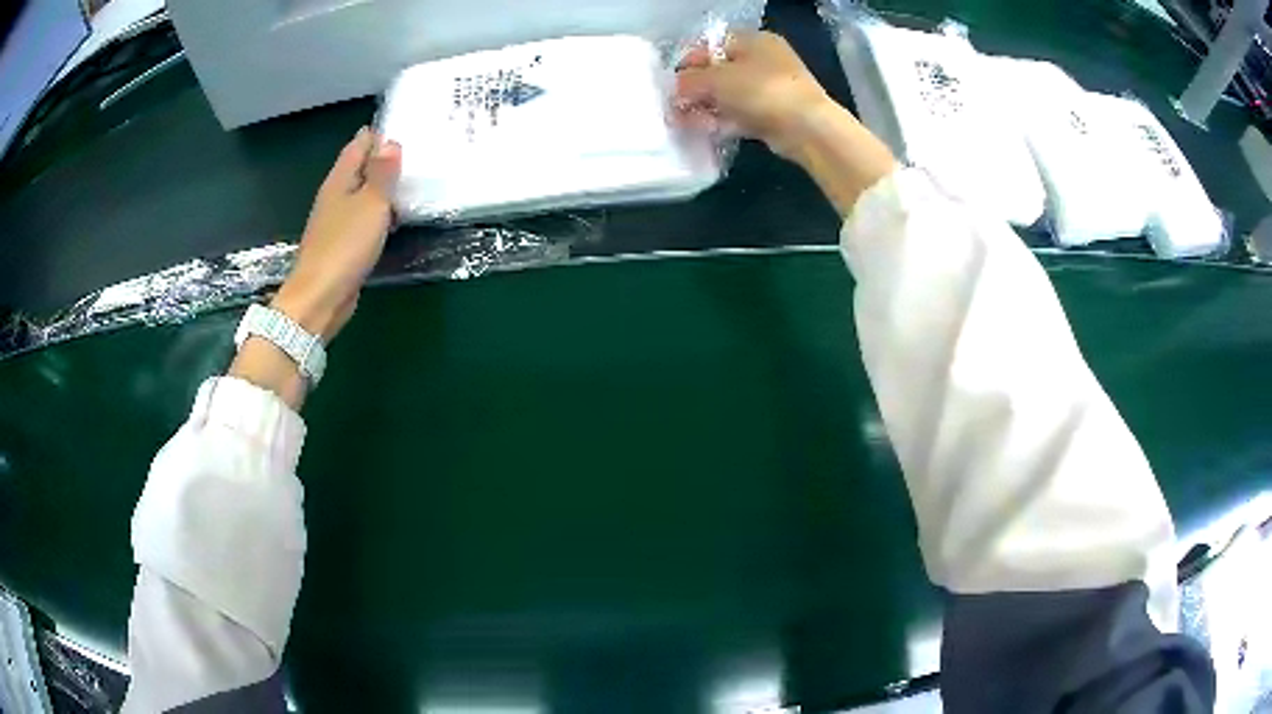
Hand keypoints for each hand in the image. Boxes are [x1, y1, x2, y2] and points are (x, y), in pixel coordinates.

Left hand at [272, 127, 401, 342]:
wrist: (320, 297)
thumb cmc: (345, 246)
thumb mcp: (371, 203)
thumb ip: (382, 173)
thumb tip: (391, 142)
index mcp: (340, 179)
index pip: (360, 144)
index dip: (380, 134)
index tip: (408, 130)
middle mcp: (335, 195)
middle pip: (361, 168)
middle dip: (384, 160)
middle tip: (418, 155)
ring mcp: (337, 220)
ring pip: (363, 193)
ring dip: (383, 188)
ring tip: (412, 184)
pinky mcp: (342, 243)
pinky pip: (363, 217)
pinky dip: (379, 213)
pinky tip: (394, 218)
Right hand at [674, 31, 832, 159]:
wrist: (807, 128)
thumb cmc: (762, 91)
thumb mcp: (717, 79)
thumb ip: (689, 81)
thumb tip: (674, 88)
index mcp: (752, 40)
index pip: (711, 45)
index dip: (688, 62)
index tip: (671, 82)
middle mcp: (762, 59)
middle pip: (718, 71)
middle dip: (695, 89)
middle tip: (675, 106)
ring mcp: (769, 88)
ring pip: (728, 95)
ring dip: (705, 107)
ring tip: (684, 122)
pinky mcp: (772, 114)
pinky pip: (739, 114)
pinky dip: (722, 120)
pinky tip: (705, 130)